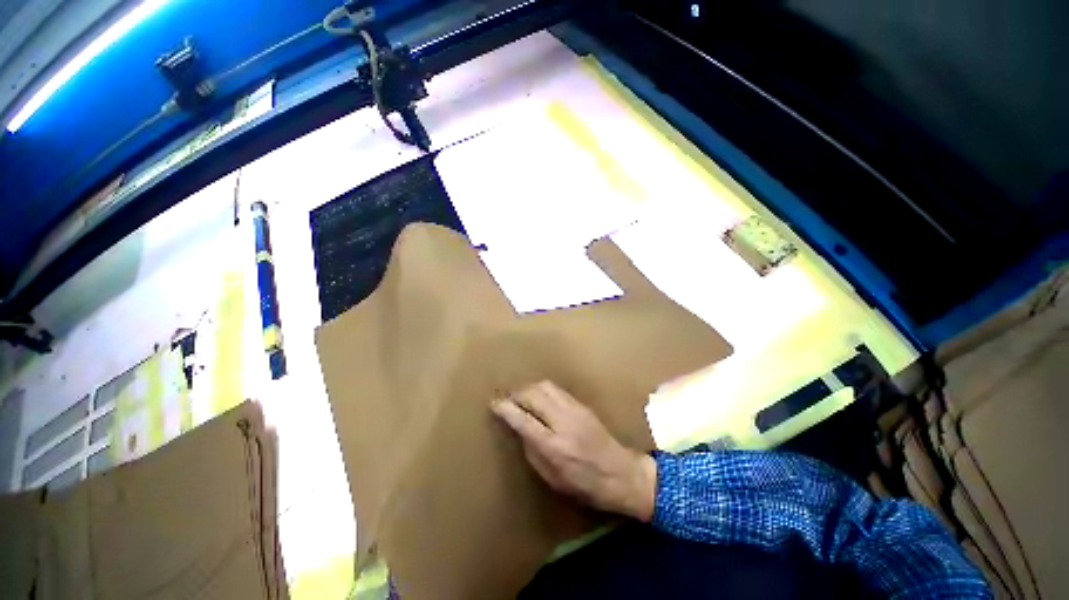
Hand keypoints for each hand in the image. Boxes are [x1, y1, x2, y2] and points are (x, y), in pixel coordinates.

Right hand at [491, 381, 655, 521]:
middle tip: (507, 400)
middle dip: (516, 394)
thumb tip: (519, 429)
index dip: (506, 409)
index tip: (493, 403)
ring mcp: (575, 410)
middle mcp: (563, 422)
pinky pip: (557, 389)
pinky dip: (543, 389)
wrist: (622, 473)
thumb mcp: (553, 479)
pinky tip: (539, 397)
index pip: (523, 420)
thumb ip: (533, 452)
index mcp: (554, 447)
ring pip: (545, 386)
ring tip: (521, 396)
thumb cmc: (585, 485)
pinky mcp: (582, 404)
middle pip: (533, 395)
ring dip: (529, 388)